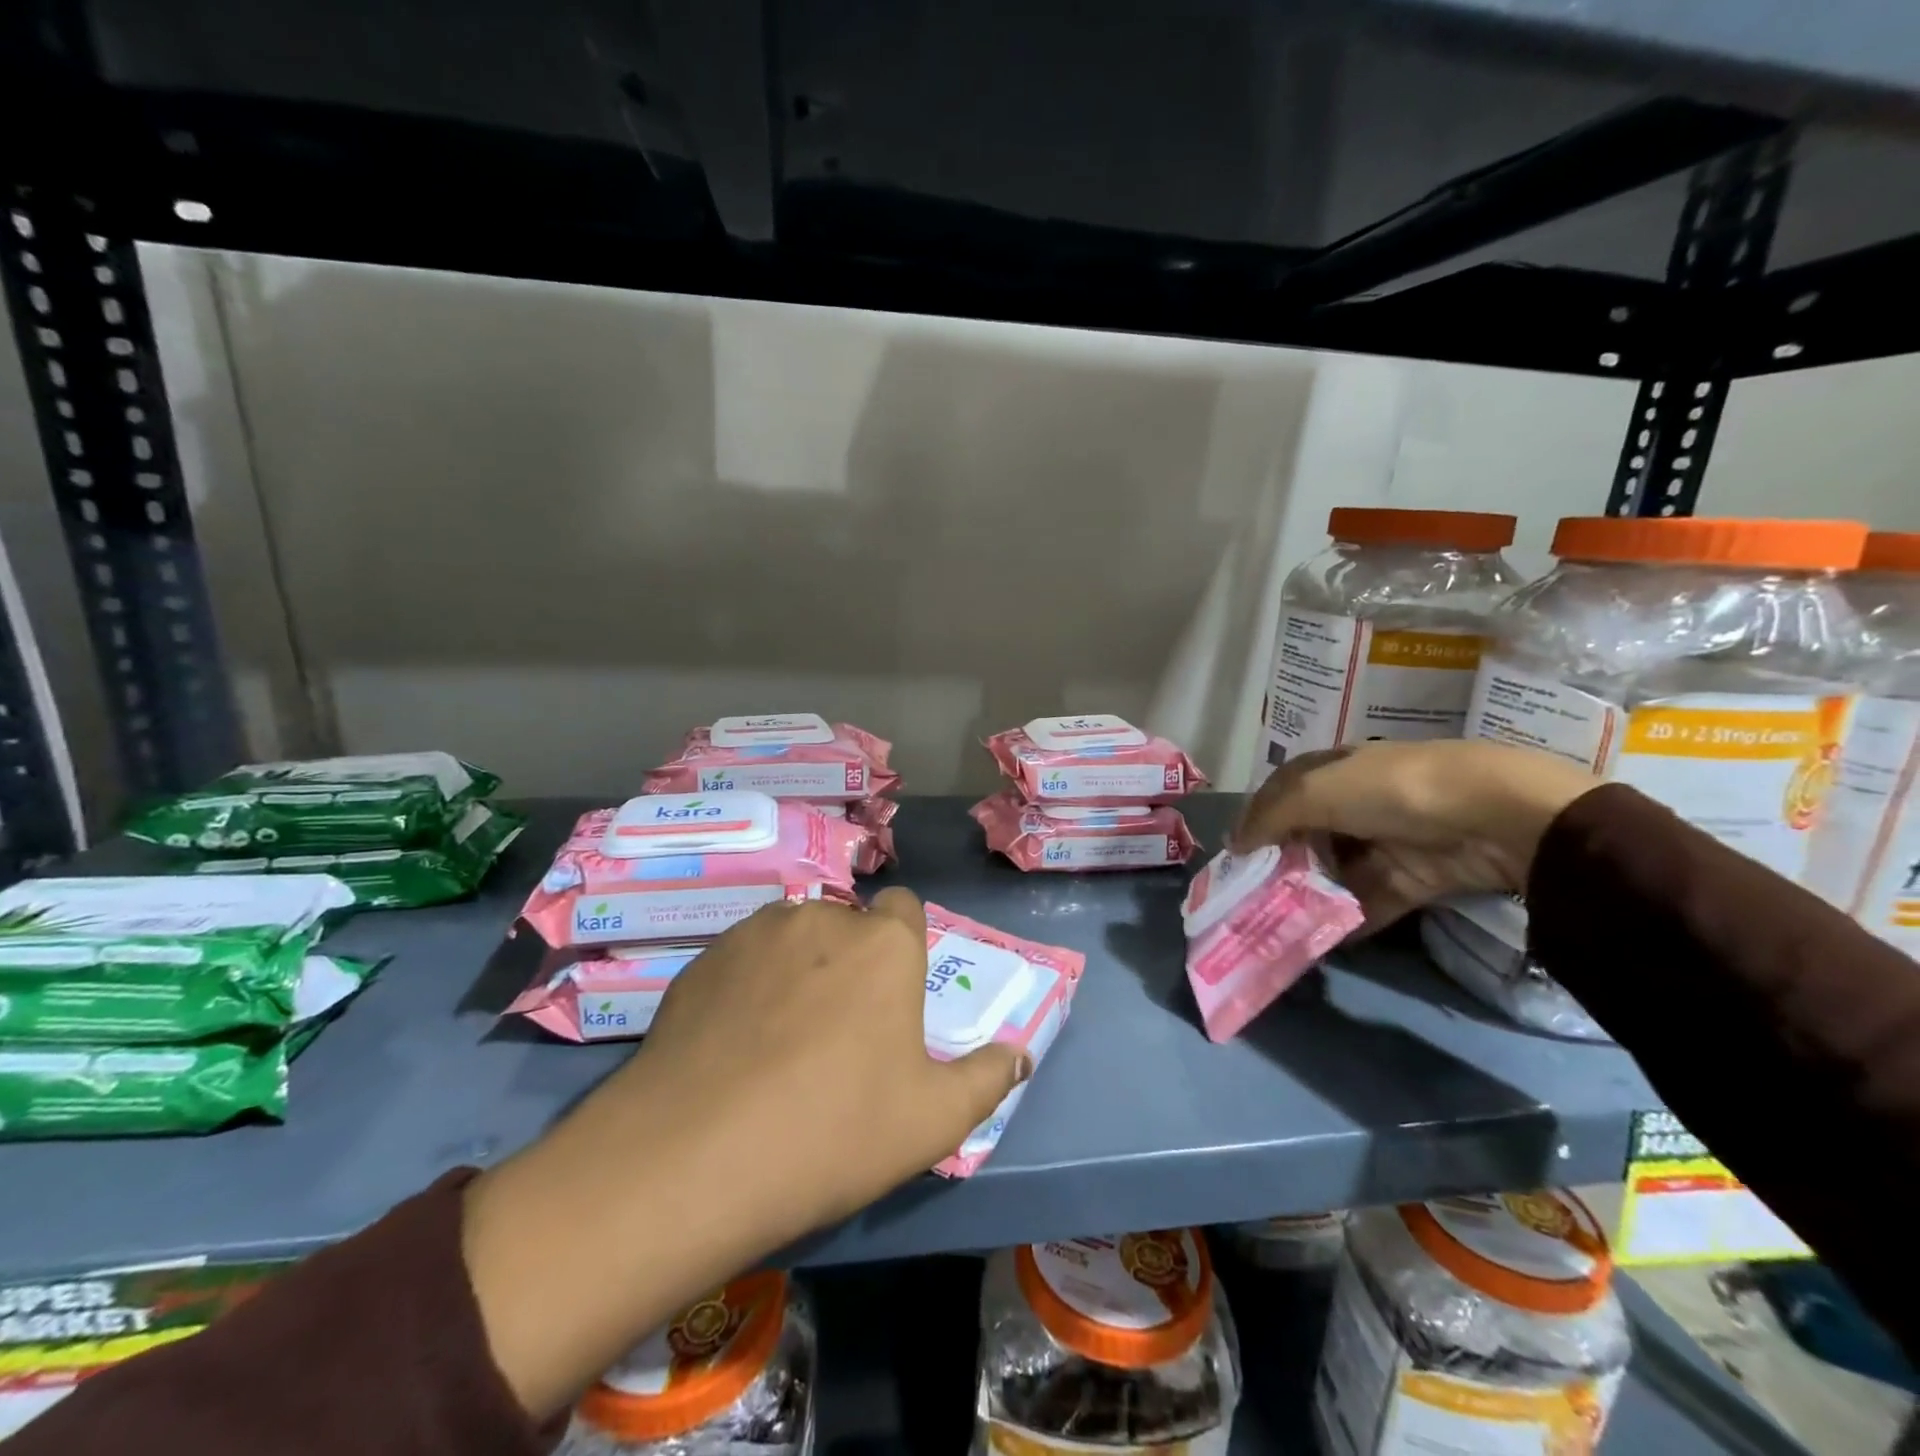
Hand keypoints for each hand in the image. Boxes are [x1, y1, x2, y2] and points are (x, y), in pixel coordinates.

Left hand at [462, 890, 1026, 1419]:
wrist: (694, 1157)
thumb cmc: (833, 1131)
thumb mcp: (932, 1121)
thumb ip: (987, 1079)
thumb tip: (1018, 1054)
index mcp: (884, 944)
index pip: (905, 909)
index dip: (903, 946)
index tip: (892, 996)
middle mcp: (822, 918)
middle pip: (847, 925)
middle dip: (850, 962)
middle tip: (836, 1032)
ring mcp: (755, 932)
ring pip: (793, 937)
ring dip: (798, 968)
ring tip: (779, 1037)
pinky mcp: (702, 958)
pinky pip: (742, 957)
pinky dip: (748, 984)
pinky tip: (732, 1043)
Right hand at [1232, 740, 1599, 933]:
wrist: (1496, 817)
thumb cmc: (1392, 790)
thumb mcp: (1317, 791)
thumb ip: (1270, 817)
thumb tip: (1234, 845)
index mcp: (1334, 769)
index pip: (1281, 793)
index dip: (1255, 819)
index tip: (1234, 855)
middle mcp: (1357, 802)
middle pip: (1306, 835)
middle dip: (1278, 864)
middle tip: (1250, 897)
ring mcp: (1386, 841)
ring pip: (1335, 871)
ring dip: (1308, 896)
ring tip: (1275, 925)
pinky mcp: (1413, 879)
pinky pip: (1369, 902)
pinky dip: (1346, 922)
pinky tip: (1318, 942)